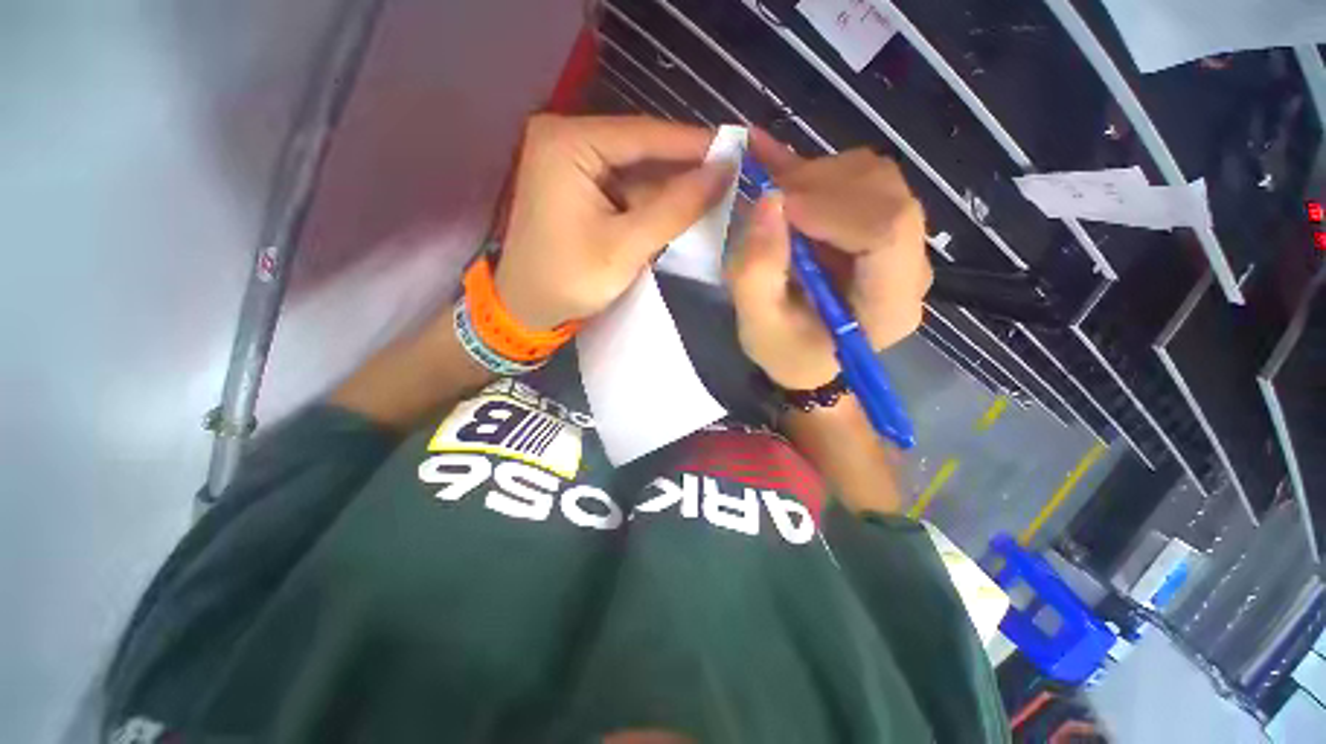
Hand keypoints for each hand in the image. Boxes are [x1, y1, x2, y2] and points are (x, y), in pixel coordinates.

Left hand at [494, 114, 733, 329]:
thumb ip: (676, 208)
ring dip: (670, 188)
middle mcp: (565, 139)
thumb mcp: (627, 246)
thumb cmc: (569, 280)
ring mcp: (569, 162)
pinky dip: (650, 201)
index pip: (644, 134)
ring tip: (715, 195)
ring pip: (634, 170)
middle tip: (730, 177)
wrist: (526, 308)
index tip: (737, 150)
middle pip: (639, 149)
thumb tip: (724, 172)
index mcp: (567, 143)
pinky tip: (679, 209)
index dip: (694, 144)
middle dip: (683, 169)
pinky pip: (622, 186)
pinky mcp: (575, 185)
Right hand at [725, 131, 930, 389]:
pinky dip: (814, 170)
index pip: (888, 230)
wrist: (807, 357)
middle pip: (885, 193)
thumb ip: (757, 274)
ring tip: (772, 199)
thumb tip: (768, 201)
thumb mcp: (759, 326)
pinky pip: (858, 180)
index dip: (831, 207)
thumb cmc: (787, 353)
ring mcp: (901, 243)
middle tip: (766, 199)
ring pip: (873, 177)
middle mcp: (909, 266)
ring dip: (814, 177)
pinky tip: (775, 157)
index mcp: (888, 304)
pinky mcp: (881, 226)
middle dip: (817, 186)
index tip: (777, 207)